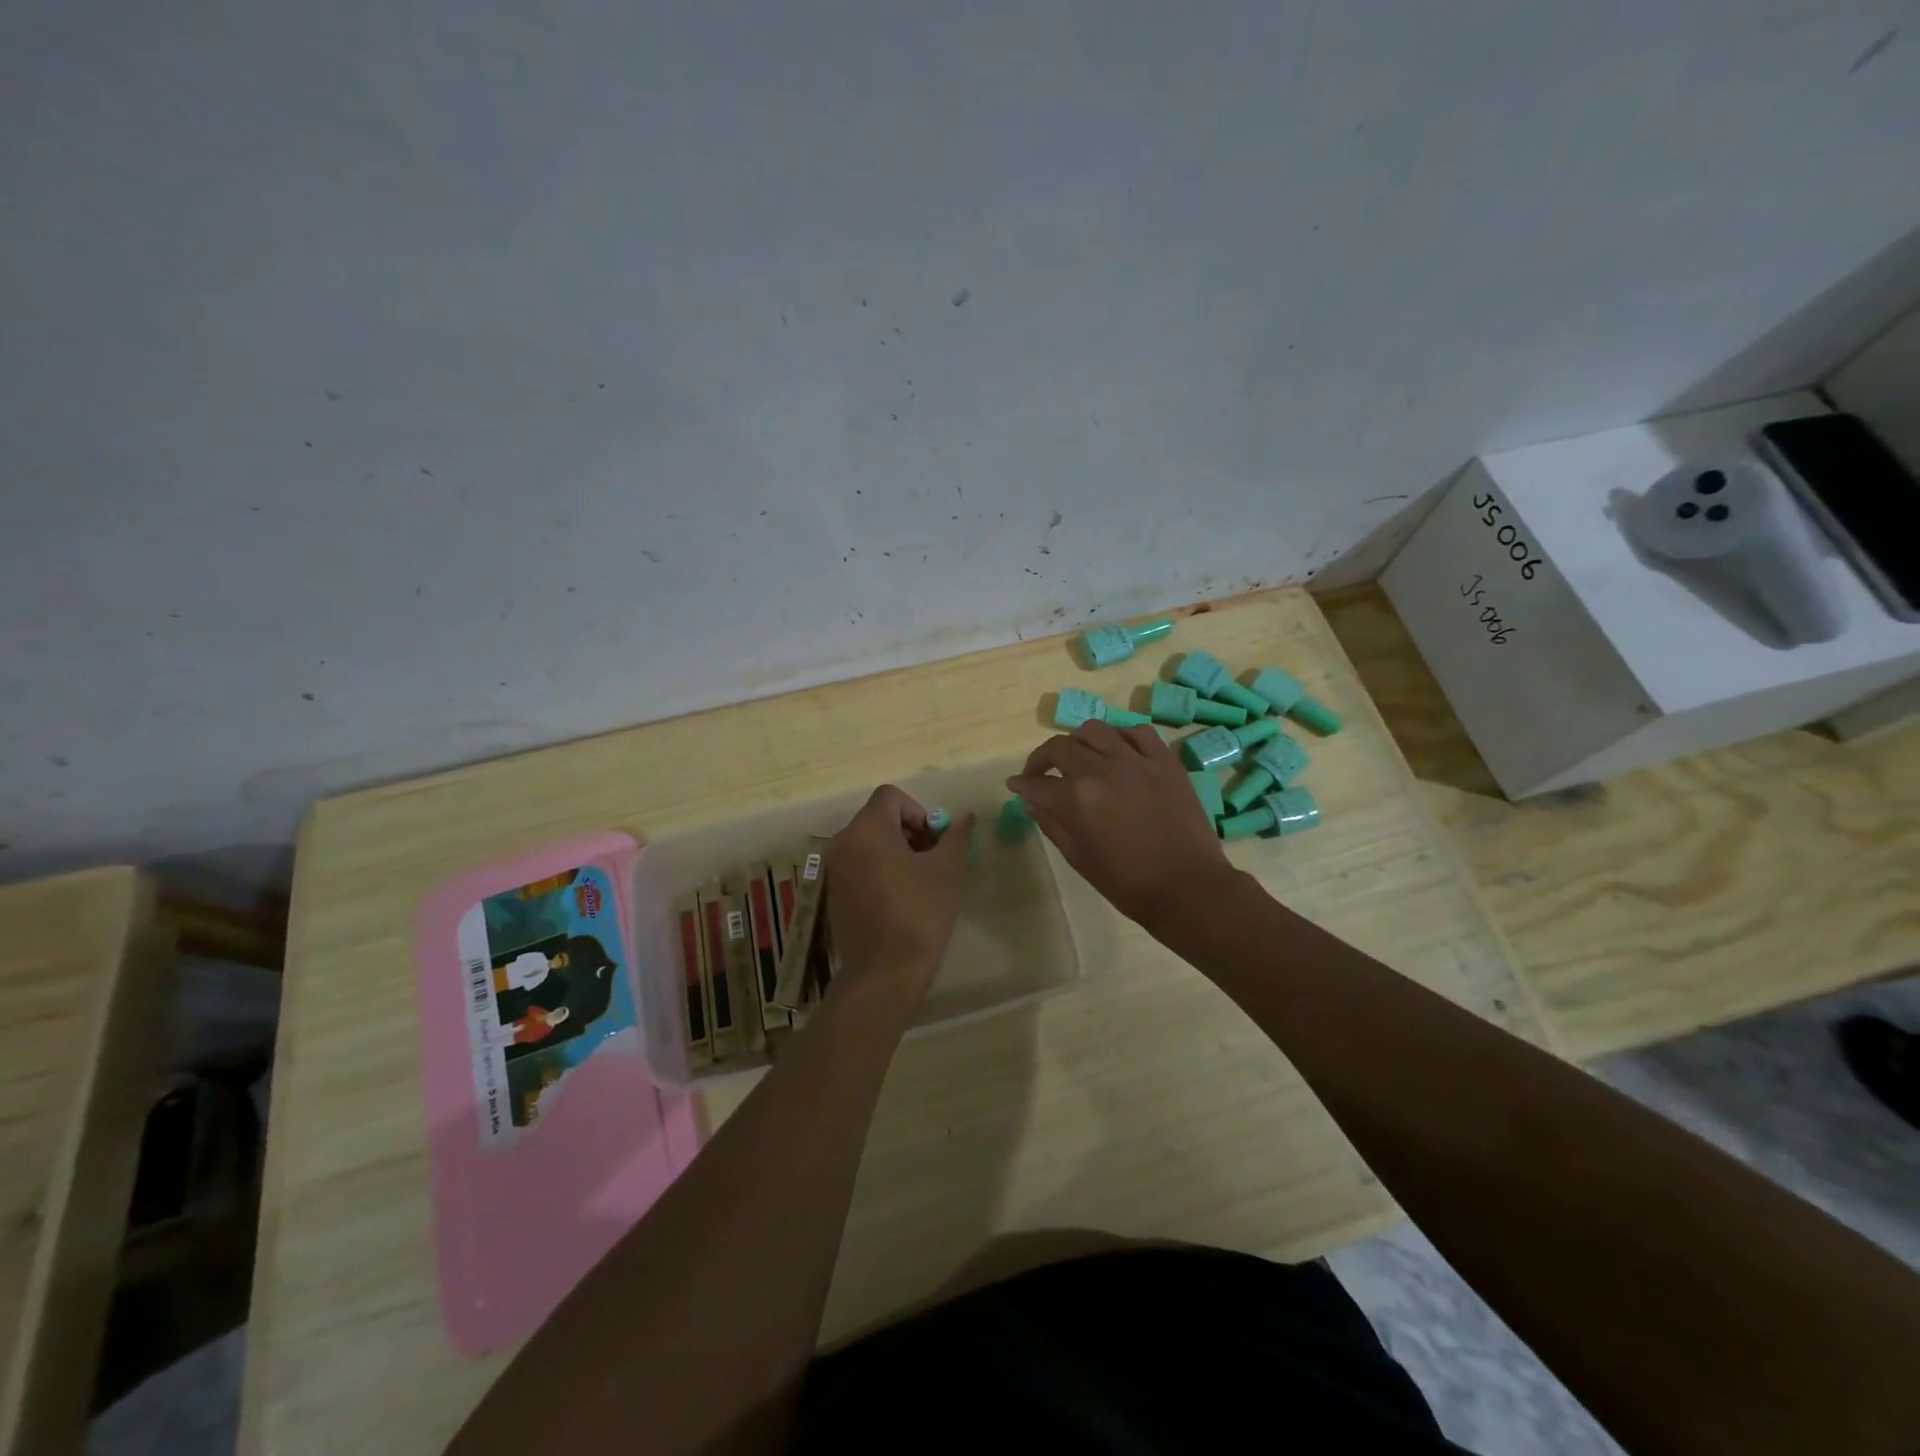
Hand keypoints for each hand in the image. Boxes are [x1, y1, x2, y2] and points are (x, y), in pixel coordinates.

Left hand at [826, 786, 974, 997]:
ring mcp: (835, 870)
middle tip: (934, 859)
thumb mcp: (947, 869)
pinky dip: (880, 869)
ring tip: (921, 880)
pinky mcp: (834, 894)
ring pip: (869, 842)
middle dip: (910, 831)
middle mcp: (843, 842)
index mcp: (867, 829)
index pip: (891, 796)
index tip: (935, 840)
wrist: (884, 972)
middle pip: (879, 818)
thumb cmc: (919, 912)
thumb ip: (956, 835)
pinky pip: (859, 865)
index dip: (919, 810)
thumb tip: (965, 816)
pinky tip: (901, 899)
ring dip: (897, 850)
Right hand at [1007, 720, 1233, 925]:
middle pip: (1060, 748)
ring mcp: (1137, 761)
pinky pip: (1138, 732)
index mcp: (1078, 800)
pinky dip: (1121, 737)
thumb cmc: (1129, 884)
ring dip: (1077, 741)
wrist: (1189, 888)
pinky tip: (1117, 750)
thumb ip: (1052, 825)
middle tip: (1040, 772)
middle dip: (1041, 759)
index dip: (1022, 784)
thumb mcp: (1080, 859)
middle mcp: (1103, 771)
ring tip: (1078, 756)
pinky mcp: (1165, 761)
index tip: (1016, 784)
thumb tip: (1032, 802)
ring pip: (1095, 730)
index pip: (1037, 783)